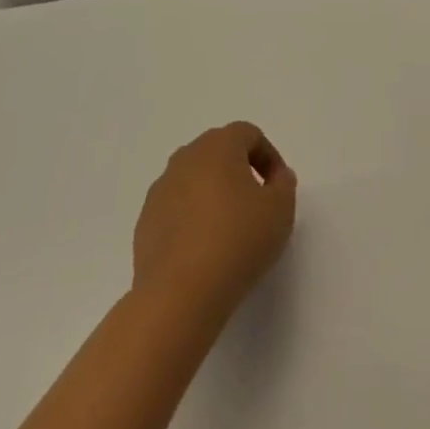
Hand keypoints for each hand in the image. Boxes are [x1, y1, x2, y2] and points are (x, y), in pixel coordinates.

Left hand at [132, 122, 297, 314]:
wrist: (179, 294)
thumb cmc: (237, 241)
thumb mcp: (280, 212)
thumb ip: (284, 185)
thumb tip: (277, 176)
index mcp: (218, 145)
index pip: (248, 134)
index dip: (269, 157)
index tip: (278, 189)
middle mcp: (186, 157)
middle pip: (218, 152)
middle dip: (239, 172)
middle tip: (256, 206)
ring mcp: (161, 188)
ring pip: (194, 179)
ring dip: (213, 195)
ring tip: (229, 232)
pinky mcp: (145, 220)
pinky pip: (176, 208)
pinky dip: (191, 219)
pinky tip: (203, 251)